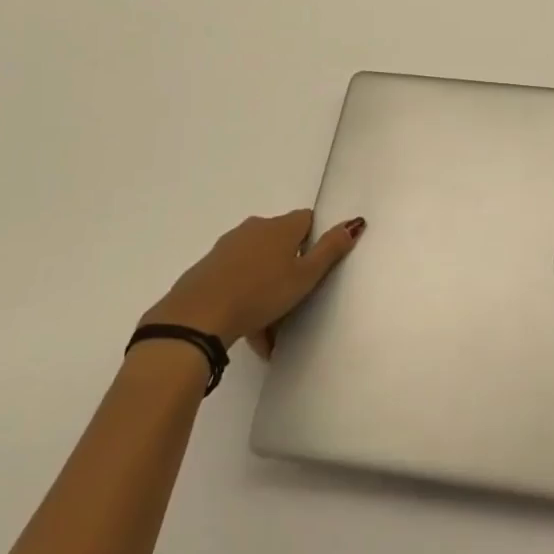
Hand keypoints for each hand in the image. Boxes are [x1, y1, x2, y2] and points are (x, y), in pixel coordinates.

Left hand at [143, 210, 363, 357]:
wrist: (198, 317)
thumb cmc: (261, 293)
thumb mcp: (305, 276)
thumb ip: (331, 249)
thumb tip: (355, 222)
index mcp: (280, 227)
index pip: (306, 220)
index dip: (314, 240)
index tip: (316, 268)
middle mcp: (254, 229)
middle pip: (280, 245)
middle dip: (289, 271)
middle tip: (296, 304)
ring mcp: (227, 248)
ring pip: (258, 267)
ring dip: (267, 291)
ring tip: (271, 333)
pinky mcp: (207, 269)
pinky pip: (236, 282)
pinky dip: (245, 300)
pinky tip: (248, 333)